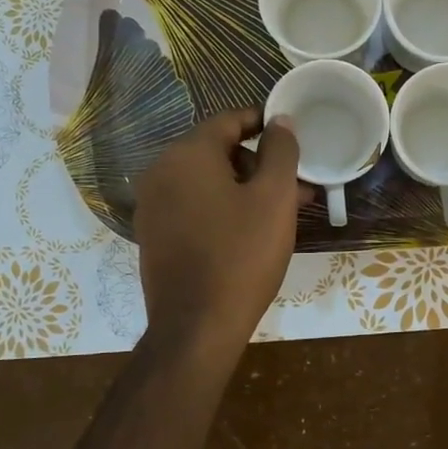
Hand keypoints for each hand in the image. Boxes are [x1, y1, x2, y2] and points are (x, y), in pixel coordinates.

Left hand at [134, 107, 300, 366]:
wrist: (197, 327)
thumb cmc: (242, 256)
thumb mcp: (274, 198)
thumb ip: (281, 151)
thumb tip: (280, 121)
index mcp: (186, 155)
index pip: (228, 121)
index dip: (264, 122)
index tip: (292, 134)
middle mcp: (160, 172)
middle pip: (216, 151)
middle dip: (259, 162)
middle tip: (295, 184)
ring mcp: (152, 207)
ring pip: (206, 182)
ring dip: (244, 188)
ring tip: (282, 211)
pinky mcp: (154, 236)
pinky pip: (193, 207)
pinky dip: (222, 208)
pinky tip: (250, 231)